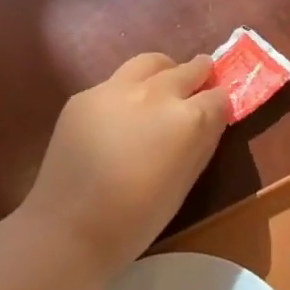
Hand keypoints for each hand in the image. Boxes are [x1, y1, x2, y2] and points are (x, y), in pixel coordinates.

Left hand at [22, 52, 231, 275]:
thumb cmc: (137, 218)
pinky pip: (115, 83)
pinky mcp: (85, 95)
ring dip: (165, 71)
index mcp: (188, 119)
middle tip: (201, 83)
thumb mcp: (185, 183)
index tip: (218, 112)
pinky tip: (120, 116)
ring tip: (164, 85)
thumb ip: (201, 143)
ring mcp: (116, 89)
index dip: (220, 105)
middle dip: (199, 75)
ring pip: (150, 62)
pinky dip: (128, 91)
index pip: (218, 97)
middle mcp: (156, 93)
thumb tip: (210, 121)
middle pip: (188, 70)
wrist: (69, 226)